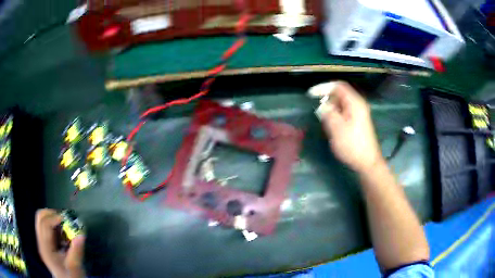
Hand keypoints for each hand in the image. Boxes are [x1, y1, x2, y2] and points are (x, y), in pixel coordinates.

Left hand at [35, 209, 84, 277]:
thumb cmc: (71, 277)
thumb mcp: (75, 266)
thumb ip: (76, 250)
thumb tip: (82, 234)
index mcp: (45, 248)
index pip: (45, 224)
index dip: (55, 218)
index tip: (67, 218)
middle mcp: (41, 242)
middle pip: (40, 218)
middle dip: (52, 214)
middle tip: (64, 219)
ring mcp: (41, 242)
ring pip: (42, 220)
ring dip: (52, 219)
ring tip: (64, 226)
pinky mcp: (45, 243)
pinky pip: (45, 226)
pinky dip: (53, 225)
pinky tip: (62, 234)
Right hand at [319, 82, 383, 173]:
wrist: (367, 162)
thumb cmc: (352, 145)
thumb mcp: (337, 128)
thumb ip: (328, 113)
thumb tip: (322, 106)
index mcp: (355, 103)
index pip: (338, 86)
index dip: (323, 87)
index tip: (310, 95)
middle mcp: (358, 105)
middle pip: (339, 95)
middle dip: (327, 100)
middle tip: (318, 112)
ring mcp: (358, 114)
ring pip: (341, 105)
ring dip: (330, 110)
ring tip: (324, 122)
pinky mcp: (357, 122)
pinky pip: (343, 113)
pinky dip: (335, 116)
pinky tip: (332, 127)